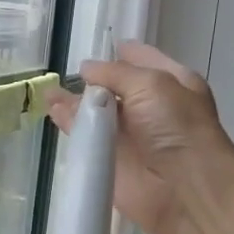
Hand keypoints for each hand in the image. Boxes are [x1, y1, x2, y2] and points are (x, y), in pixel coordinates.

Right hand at [47, 41, 233, 233]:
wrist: (184, 189)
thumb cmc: (177, 127)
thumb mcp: (150, 84)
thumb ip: (114, 73)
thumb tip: (86, 69)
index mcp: (171, 83)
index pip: (141, 60)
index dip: (120, 53)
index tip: (95, 44)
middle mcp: (150, 108)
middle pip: (115, 87)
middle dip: (92, 80)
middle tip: (64, 71)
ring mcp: (129, 136)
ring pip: (96, 113)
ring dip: (74, 102)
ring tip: (49, 92)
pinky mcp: (110, 161)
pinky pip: (85, 139)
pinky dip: (68, 125)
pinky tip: (51, 112)